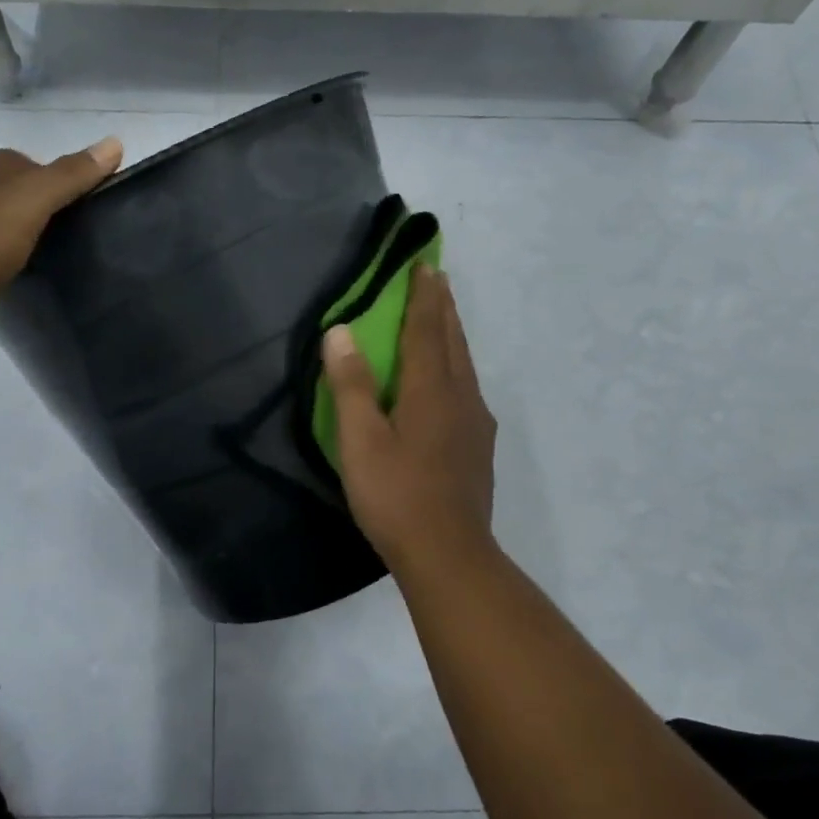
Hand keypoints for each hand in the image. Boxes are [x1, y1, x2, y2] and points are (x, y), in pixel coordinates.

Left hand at [0, 138, 122, 334]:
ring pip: (13, 224)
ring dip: (33, 239)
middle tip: (84, 248)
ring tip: (57, 265)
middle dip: (56, 216)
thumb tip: (116, 141)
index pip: (53, 170)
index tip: (99, 223)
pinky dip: (10, 259)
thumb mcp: (30, 204)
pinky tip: (19, 277)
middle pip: (33, 197)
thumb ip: (71, 175)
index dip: (77, 192)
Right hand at [321, 264, 498, 576]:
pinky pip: (467, 389)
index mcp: (430, 390)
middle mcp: (460, 397)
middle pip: (452, 341)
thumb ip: (350, 384)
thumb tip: (340, 331)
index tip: (425, 264)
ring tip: (444, 319)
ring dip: (452, 335)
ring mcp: (475, 423)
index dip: (423, 296)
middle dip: (443, 307)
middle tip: (437, 279)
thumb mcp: (360, 440)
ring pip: (464, 365)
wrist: (449, 554)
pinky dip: (457, 367)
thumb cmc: (396, 495)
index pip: (426, 329)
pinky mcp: (478, 448)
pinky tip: (451, 383)